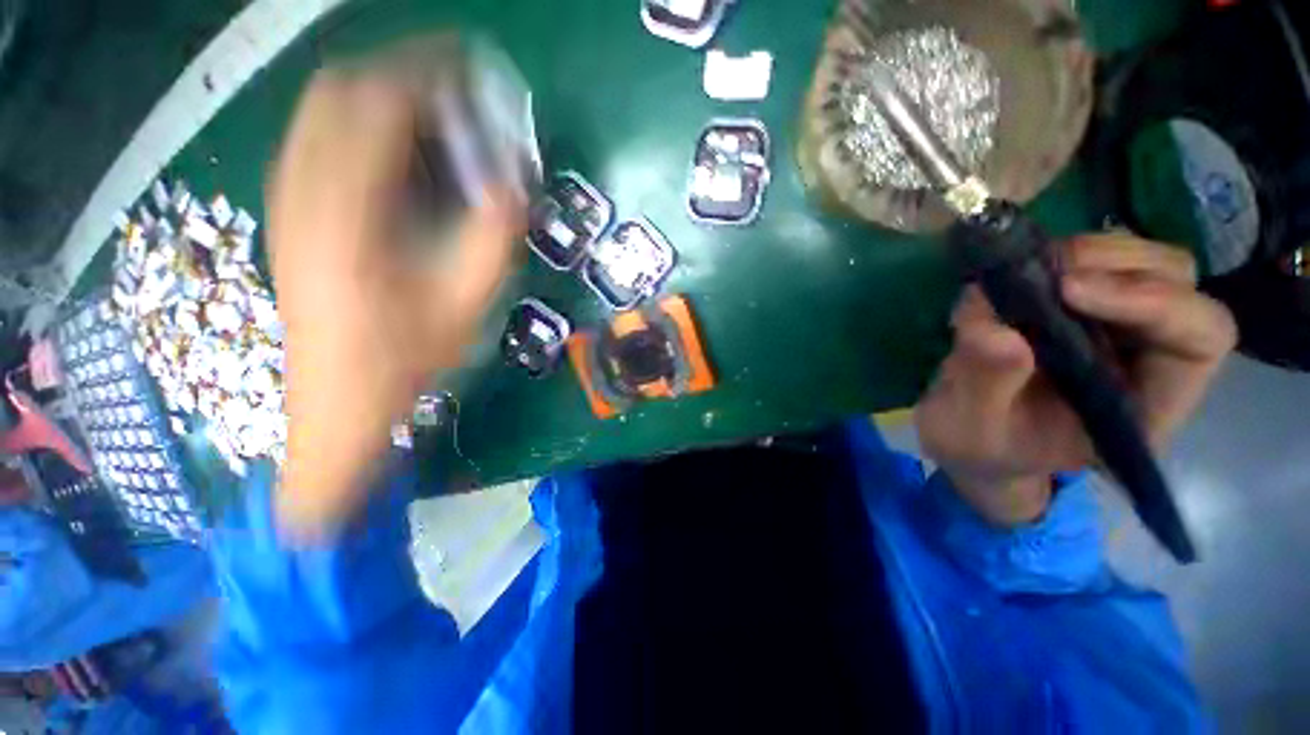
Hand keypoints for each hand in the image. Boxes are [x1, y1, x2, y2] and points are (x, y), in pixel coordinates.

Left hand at [269, 71, 523, 537]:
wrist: (338, 402)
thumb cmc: (404, 360)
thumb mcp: (464, 304)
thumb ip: (492, 238)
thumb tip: (515, 186)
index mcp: (346, 212)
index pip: (377, 103)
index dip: (426, 72)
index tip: (469, 69)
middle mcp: (303, 191)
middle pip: (339, 91)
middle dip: (399, 73)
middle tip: (454, 90)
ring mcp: (288, 201)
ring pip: (322, 112)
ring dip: (377, 97)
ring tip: (431, 115)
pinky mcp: (290, 215)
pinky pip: (317, 141)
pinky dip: (359, 127)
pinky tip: (397, 155)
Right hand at [915, 233, 1236, 526]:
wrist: (971, 435)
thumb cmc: (982, 445)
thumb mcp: (972, 431)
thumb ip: (986, 385)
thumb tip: (996, 328)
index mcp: (1146, 405)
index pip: (1200, 336)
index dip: (1153, 301)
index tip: (1068, 292)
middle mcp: (1149, 357)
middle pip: (1175, 280)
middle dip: (1110, 266)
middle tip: (1037, 278)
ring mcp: (1116, 326)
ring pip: (1138, 258)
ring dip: (1080, 255)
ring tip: (1016, 277)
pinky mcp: (1082, 307)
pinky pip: (1090, 260)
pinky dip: (1052, 256)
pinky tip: (1011, 278)